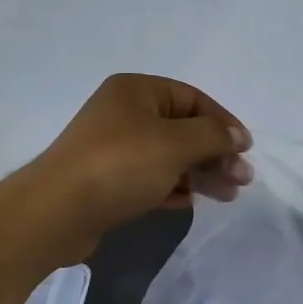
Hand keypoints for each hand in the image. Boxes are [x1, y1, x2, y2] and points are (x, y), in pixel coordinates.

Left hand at [8, 74, 252, 265]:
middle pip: (183, 129)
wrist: (56, 213)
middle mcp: (124, 114)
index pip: (193, 98)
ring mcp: (114, 149)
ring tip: (228, 195)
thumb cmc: (120, 165)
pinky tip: (192, 202)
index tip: (245, 149)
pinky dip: (175, 187)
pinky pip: (152, 178)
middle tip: (242, 179)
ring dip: (201, 173)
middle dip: (215, 153)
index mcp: (136, 90)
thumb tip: (238, 136)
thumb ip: (214, 136)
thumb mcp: (176, 143)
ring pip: (170, 156)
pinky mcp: (108, 181)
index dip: (223, 122)